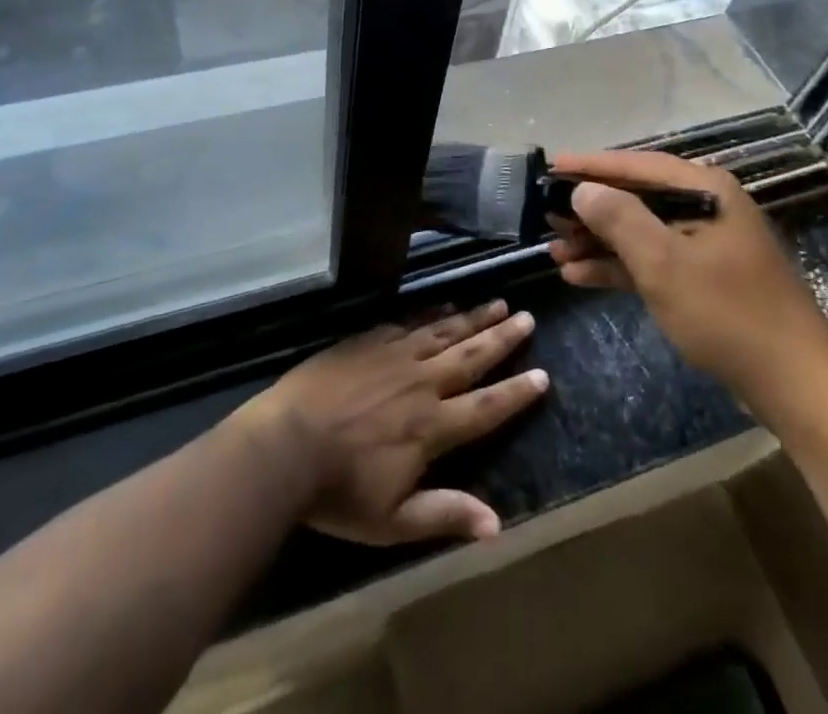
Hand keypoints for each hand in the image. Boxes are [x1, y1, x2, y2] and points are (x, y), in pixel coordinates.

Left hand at [238, 300, 546, 544]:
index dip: (516, 392)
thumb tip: (497, 525)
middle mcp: (422, 383)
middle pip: (471, 355)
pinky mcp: (368, 340)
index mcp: (432, 427)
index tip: (543, 374)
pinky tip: (443, 305)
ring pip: (443, 331)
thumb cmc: (338, 491)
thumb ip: (445, 515)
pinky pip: (409, 322)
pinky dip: (431, 314)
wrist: (284, 444)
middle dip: (502, 337)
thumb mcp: (392, 521)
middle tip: (526, 317)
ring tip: (496, 303)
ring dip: (472, 317)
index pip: (486, 406)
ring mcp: (394, 355)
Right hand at [547, 150, 827, 407]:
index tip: (551, 166)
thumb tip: (583, 190)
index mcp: (704, 190)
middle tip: (545, 215)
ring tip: (554, 251)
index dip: (590, 166)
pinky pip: (651, 262)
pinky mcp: (703, 278)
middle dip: (590, 210)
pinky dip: (618, 267)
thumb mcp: (664, 262)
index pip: (636, 166)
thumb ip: (620, 219)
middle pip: (636, 198)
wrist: (795, 383)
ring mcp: (705, 245)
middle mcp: (704, 207)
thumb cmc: (727, 312)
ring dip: (598, 242)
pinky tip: (580, 276)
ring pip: (640, 232)